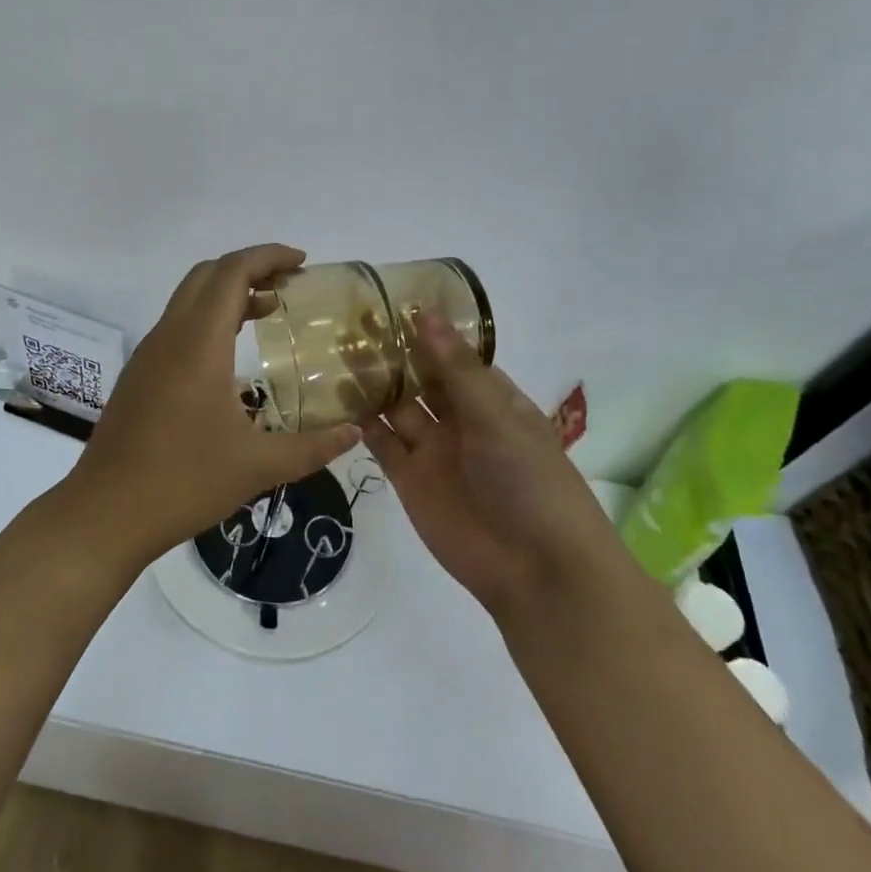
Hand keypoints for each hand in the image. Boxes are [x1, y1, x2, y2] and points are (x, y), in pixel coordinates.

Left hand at [63, 245, 359, 569]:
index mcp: (198, 345)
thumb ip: (312, 447)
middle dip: (249, 268)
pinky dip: (208, 318)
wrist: (105, 512)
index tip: (302, 263)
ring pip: (188, 298)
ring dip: (227, 293)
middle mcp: (169, 337)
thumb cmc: (184, 483)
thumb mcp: (258, 467)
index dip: (267, 256)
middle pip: (207, 275)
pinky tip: (231, 354)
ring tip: (268, 312)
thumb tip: (354, 433)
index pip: (231, 272)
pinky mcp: (139, 374)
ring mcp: (149, 354)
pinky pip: (177, 325)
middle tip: (289, 286)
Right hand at [361, 317, 616, 623]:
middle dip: (391, 354)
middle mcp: (460, 420)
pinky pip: (381, 444)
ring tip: (335, 351)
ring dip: (372, 384)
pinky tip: (336, 398)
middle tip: (350, 322)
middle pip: (420, 379)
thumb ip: (455, 369)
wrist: (535, 569)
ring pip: (396, 408)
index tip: (388, 302)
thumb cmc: (530, 481)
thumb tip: (426, 313)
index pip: (453, 356)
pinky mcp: (409, 480)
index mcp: (491, 400)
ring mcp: (433, 451)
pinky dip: (361, 423)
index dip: (425, 331)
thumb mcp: (496, 417)